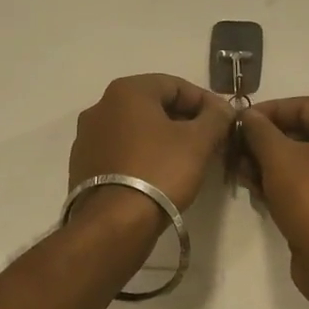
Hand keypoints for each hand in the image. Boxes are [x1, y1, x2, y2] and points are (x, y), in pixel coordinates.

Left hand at [68, 74, 235, 213]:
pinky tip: (160, 174)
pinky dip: (143, 155)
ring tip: (188, 159)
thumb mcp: (198, 141)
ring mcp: (87, 136)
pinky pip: (121, 150)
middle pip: (154, 106)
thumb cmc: (160, 171)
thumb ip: (216, 117)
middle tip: (210, 141)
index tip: (225, 121)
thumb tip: (222, 109)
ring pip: (136, 129)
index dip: (205, 101)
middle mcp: (101, 106)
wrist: (114, 223)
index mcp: (126, 91)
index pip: (175, 85)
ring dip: (164, 138)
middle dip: (185, 121)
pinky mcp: (83, 164)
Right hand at [239, 98, 308, 261]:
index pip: (304, 106)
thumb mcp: (279, 158)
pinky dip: (285, 184)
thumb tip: (248, 116)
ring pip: (305, 161)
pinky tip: (257, 192)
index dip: (268, 111)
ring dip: (270, 164)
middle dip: (265, 141)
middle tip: (236, 150)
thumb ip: (259, 130)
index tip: (239, 122)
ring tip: (241, 173)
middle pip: (304, 133)